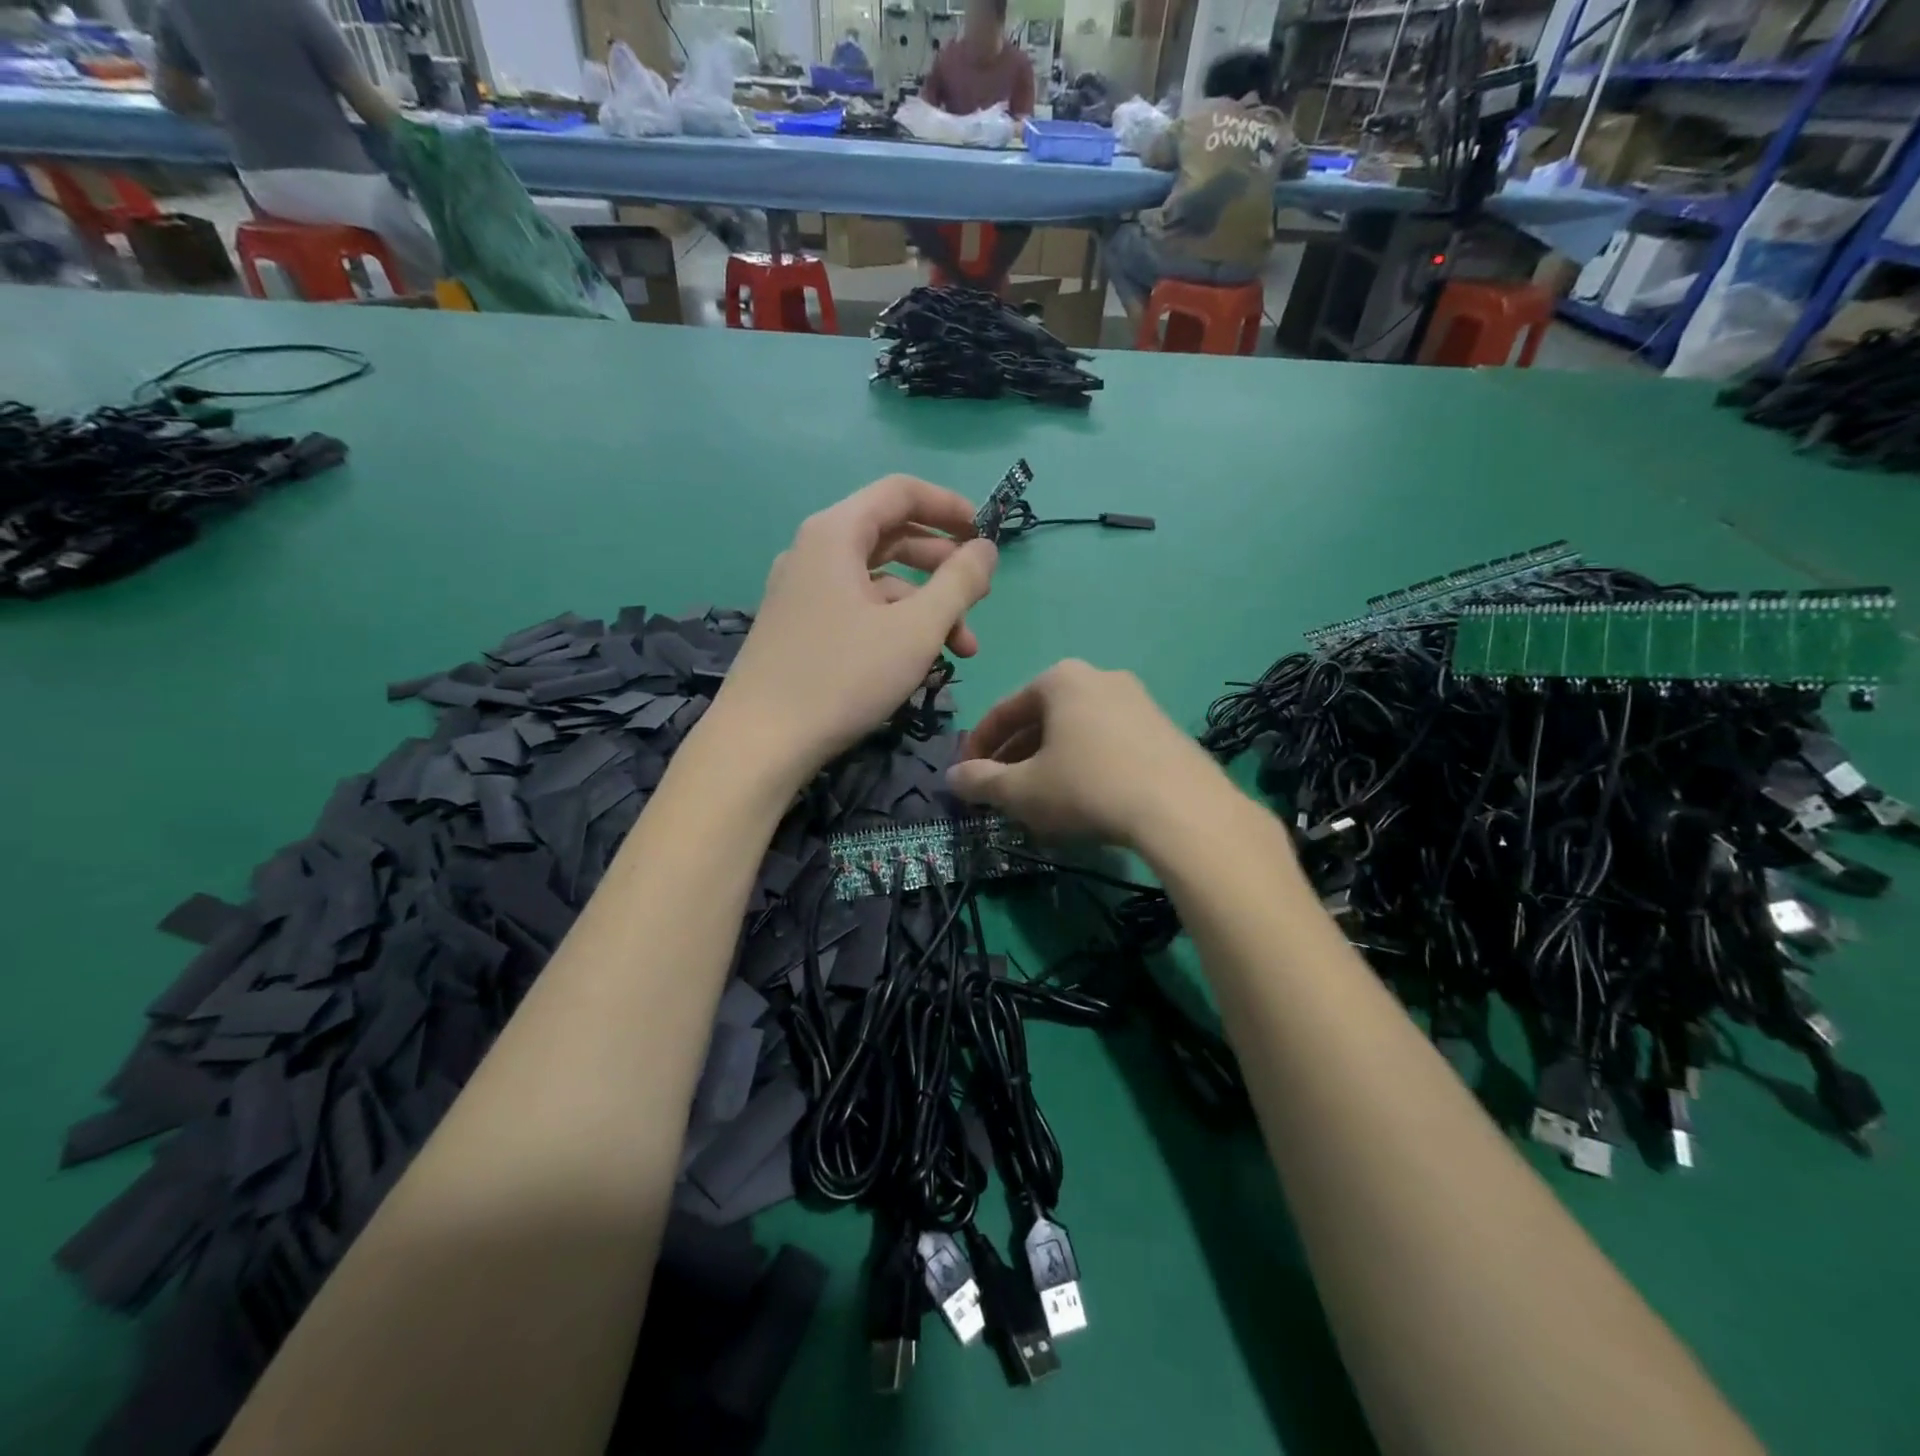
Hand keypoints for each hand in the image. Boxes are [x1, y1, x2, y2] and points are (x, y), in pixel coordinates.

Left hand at [712, 475, 996, 787]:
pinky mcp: (799, 626)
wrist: (760, 743)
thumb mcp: (916, 629)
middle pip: (891, 537)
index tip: (986, 536)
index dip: (949, 507)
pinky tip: (919, 663)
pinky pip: (857, 608)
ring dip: (925, 607)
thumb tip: (986, 549)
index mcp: (836, 533)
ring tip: (961, 650)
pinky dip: (894, 625)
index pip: (900, 492)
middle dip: (943, 567)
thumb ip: (959, 582)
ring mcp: (802, 590)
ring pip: (878, 582)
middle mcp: (813, 551)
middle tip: (980, 599)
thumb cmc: (844, 677)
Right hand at [947, 660, 1229, 850]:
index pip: (1003, 711)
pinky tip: (1084, 800)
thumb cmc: (1087, 787)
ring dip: (1049, 762)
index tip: (966, 778)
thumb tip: (953, 777)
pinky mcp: (1164, 728)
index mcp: (1060, 679)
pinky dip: (1085, 765)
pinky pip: (1108, 743)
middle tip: (1001, 791)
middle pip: (1041, 719)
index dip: (977, 747)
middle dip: (1015, 756)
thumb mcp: (1022, 790)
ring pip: (1076, 732)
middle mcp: (1100, 677)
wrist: (1181, 808)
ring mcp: (1138, 700)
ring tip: (1039, 800)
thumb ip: (981, 782)